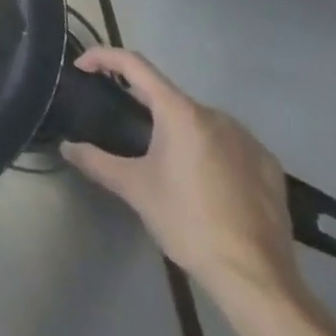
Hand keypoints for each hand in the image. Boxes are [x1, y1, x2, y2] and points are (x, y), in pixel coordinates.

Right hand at [61, 47, 300, 301]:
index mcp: (180, 112)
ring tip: (164, 162)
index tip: (82, 67)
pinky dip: (208, 149)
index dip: (103, 57)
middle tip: (121, 127)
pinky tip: (204, 182)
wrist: (257, 278)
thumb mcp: (135, 190)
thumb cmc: (188, 223)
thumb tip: (67, 147)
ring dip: (177, 129)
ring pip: (199, 121)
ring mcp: (247, 139)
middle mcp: (216, 114)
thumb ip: (97, 162)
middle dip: (141, 105)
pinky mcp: (269, 165)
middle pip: (167, 96)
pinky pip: (229, 143)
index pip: (134, 64)